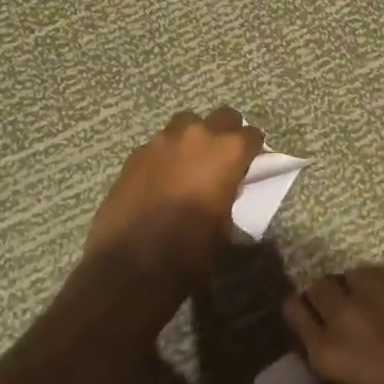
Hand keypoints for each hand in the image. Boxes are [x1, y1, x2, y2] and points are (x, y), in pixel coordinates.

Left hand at [84, 107, 262, 285]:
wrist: (130, 267)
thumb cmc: (189, 252)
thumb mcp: (225, 230)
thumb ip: (230, 199)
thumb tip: (227, 193)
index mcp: (228, 152)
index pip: (252, 135)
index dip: (253, 150)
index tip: (251, 163)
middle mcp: (198, 135)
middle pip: (223, 117)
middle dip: (227, 133)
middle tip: (223, 157)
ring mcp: (163, 140)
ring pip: (186, 124)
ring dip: (193, 138)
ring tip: (189, 163)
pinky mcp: (137, 153)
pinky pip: (159, 144)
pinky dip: (165, 155)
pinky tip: (161, 178)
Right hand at [283, 264, 383, 383]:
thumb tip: (314, 367)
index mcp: (327, 352)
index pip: (292, 311)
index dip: (302, 319)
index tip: (313, 328)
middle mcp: (343, 312)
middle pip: (316, 286)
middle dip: (325, 300)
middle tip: (345, 318)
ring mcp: (374, 286)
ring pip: (349, 274)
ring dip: (355, 289)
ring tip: (376, 308)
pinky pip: (378, 270)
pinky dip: (383, 283)